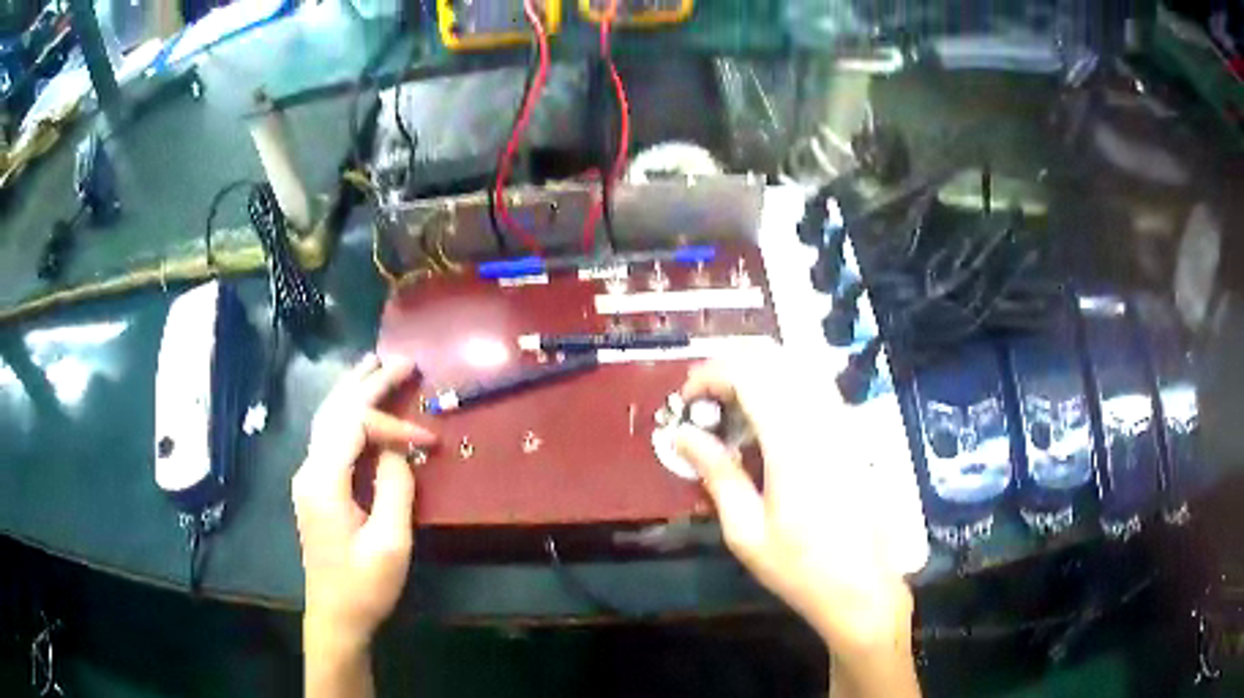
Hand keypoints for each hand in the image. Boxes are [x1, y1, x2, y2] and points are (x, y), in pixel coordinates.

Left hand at [292, 354, 435, 651]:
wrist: (335, 615)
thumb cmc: (364, 585)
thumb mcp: (390, 543)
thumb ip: (396, 488)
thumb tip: (399, 451)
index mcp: (323, 481)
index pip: (354, 426)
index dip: (392, 424)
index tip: (429, 441)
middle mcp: (309, 469)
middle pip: (335, 411)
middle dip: (368, 383)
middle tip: (401, 360)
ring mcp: (308, 477)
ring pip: (327, 418)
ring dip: (352, 390)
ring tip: (375, 364)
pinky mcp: (315, 486)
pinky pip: (329, 436)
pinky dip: (346, 412)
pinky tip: (358, 403)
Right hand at [675, 348, 912, 654]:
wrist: (862, 586)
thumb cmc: (799, 567)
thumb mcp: (746, 531)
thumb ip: (716, 473)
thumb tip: (681, 435)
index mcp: (793, 443)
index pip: (750, 375)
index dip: (711, 374)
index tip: (685, 399)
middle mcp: (822, 420)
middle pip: (775, 358)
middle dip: (732, 367)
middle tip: (705, 403)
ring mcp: (843, 423)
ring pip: (797, 367)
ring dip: (758, 375)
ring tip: (731, 412)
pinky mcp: (852, 433)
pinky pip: (814, 388)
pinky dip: (782, 388)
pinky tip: (767, 426)